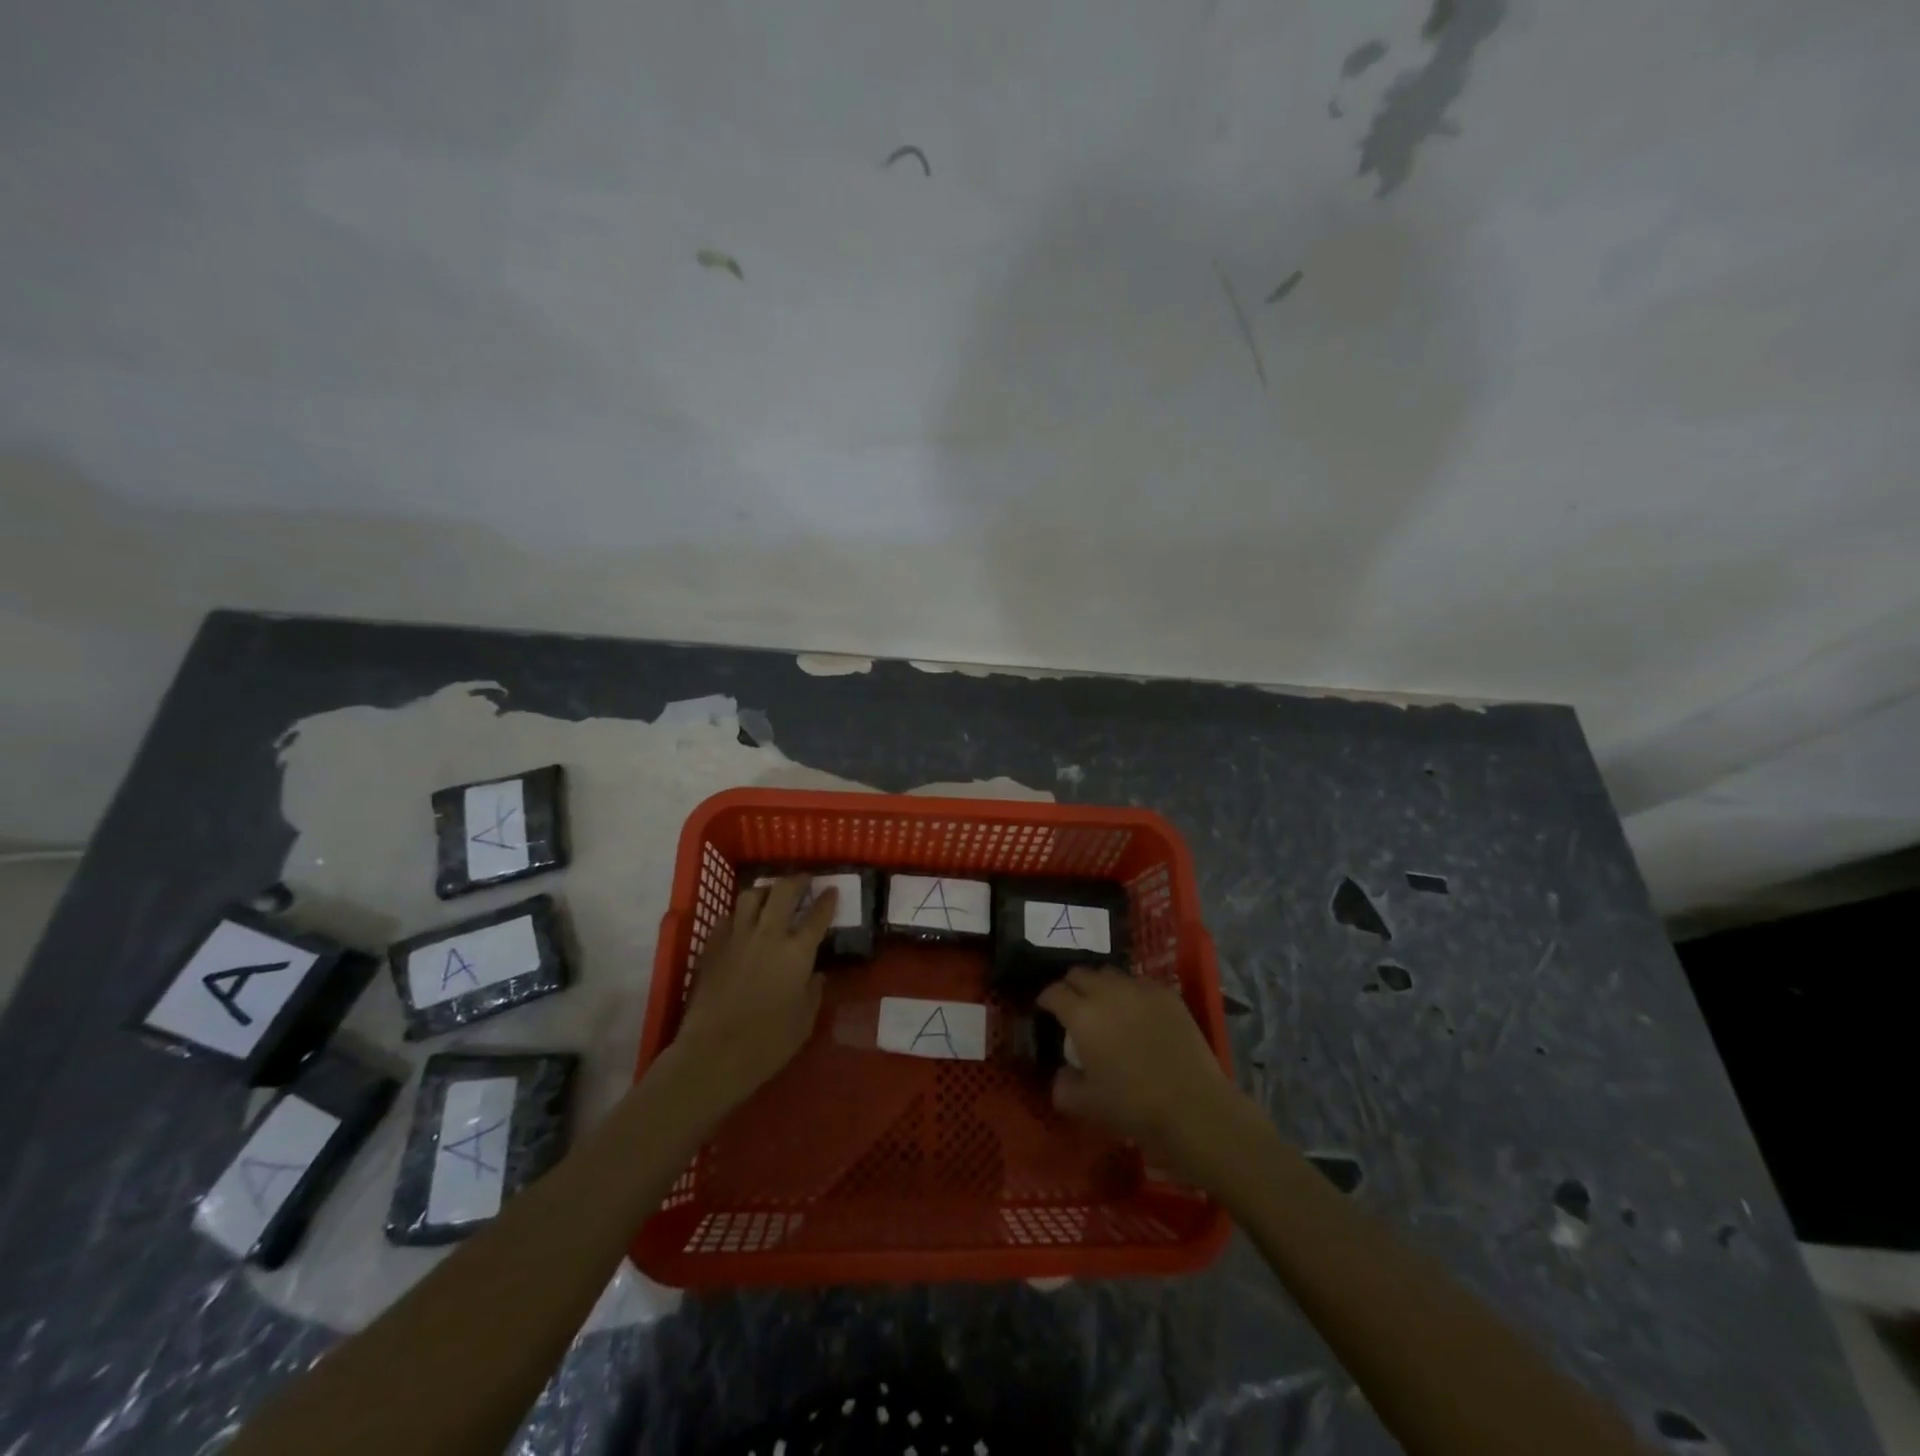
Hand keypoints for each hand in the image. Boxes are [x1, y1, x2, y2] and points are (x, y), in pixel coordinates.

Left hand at [671, 876, 836, 1110]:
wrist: (713, 1054)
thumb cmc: (768, 1043)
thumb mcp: (804, 1021)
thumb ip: (813, 992)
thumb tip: (816, 975)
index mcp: (797, 952)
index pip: (817, 915)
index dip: (827, 900)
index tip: (831, 890)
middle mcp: (769, 935)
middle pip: (783, 892)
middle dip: (797, 881)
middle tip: (804, 880)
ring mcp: (737, 938)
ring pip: (751, 896)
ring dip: (765, 891)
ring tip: (770, 894)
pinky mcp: (712, 948)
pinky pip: (727, 918)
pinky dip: (737, 914)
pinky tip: (740, 922)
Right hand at [1038, 967, 1242, 1171]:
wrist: (1192, 1107)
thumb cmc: (1132, 1106)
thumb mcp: (1085, 1105)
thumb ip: (1063, 1086)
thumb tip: (1061, 1073)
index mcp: (1082, 1015)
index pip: (1054, 992)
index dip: (1046, 999)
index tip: (1046, 1009)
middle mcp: (1108, 992)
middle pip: (1080, 973)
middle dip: (1071, 986)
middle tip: (1073, 1006)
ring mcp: (1140, 990)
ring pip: (1110, 974)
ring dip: (1101, 986)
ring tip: (1106, 1005)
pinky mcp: (1167, 995)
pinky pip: (1140, 984)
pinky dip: (1131, 993)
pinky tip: (1138, 1013)